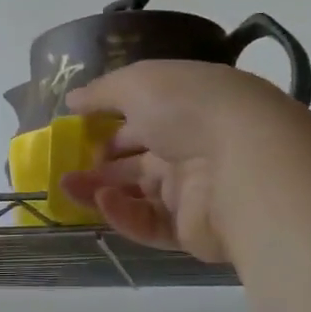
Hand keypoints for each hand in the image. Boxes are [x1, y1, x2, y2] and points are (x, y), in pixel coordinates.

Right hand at [57, 60, 310, 262]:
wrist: (245, 162)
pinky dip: (124, 214)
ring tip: (66, 187)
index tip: (77, 127)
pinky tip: (104, 202)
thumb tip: (72, 97)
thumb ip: (102, 92)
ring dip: (100, 190)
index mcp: (186, 105)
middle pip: (138, 157)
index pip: (143, 114)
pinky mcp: (192, 229)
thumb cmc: (188, 108)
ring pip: (138, 193)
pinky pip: (150, 223)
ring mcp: (194, 189)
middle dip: (99, 161)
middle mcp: (192, 145)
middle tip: (65, 165)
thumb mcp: (138, 82)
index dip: (109, 120)